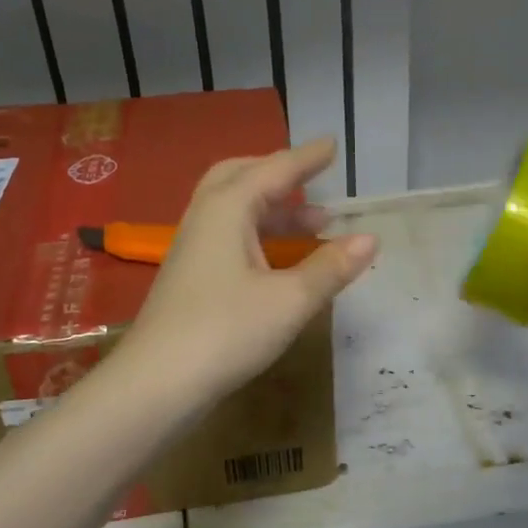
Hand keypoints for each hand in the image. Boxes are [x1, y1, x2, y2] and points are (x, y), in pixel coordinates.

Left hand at [118, 137, 377, 400]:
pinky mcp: (190, 277)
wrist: (157, 383)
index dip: (307, 158)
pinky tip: (281, 261)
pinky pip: (229, 236)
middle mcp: (205, 218)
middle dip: (280, 176)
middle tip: (314, 180)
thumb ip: (331, 267)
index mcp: (227, 209)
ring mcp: (193, 248)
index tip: (332, 145)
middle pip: (242, 179)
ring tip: (316, 224)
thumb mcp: (290, 300)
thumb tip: (370, 238)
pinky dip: (260, 235)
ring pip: (235, 210)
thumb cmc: (226, 331)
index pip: (274, 170)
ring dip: (274, 210)